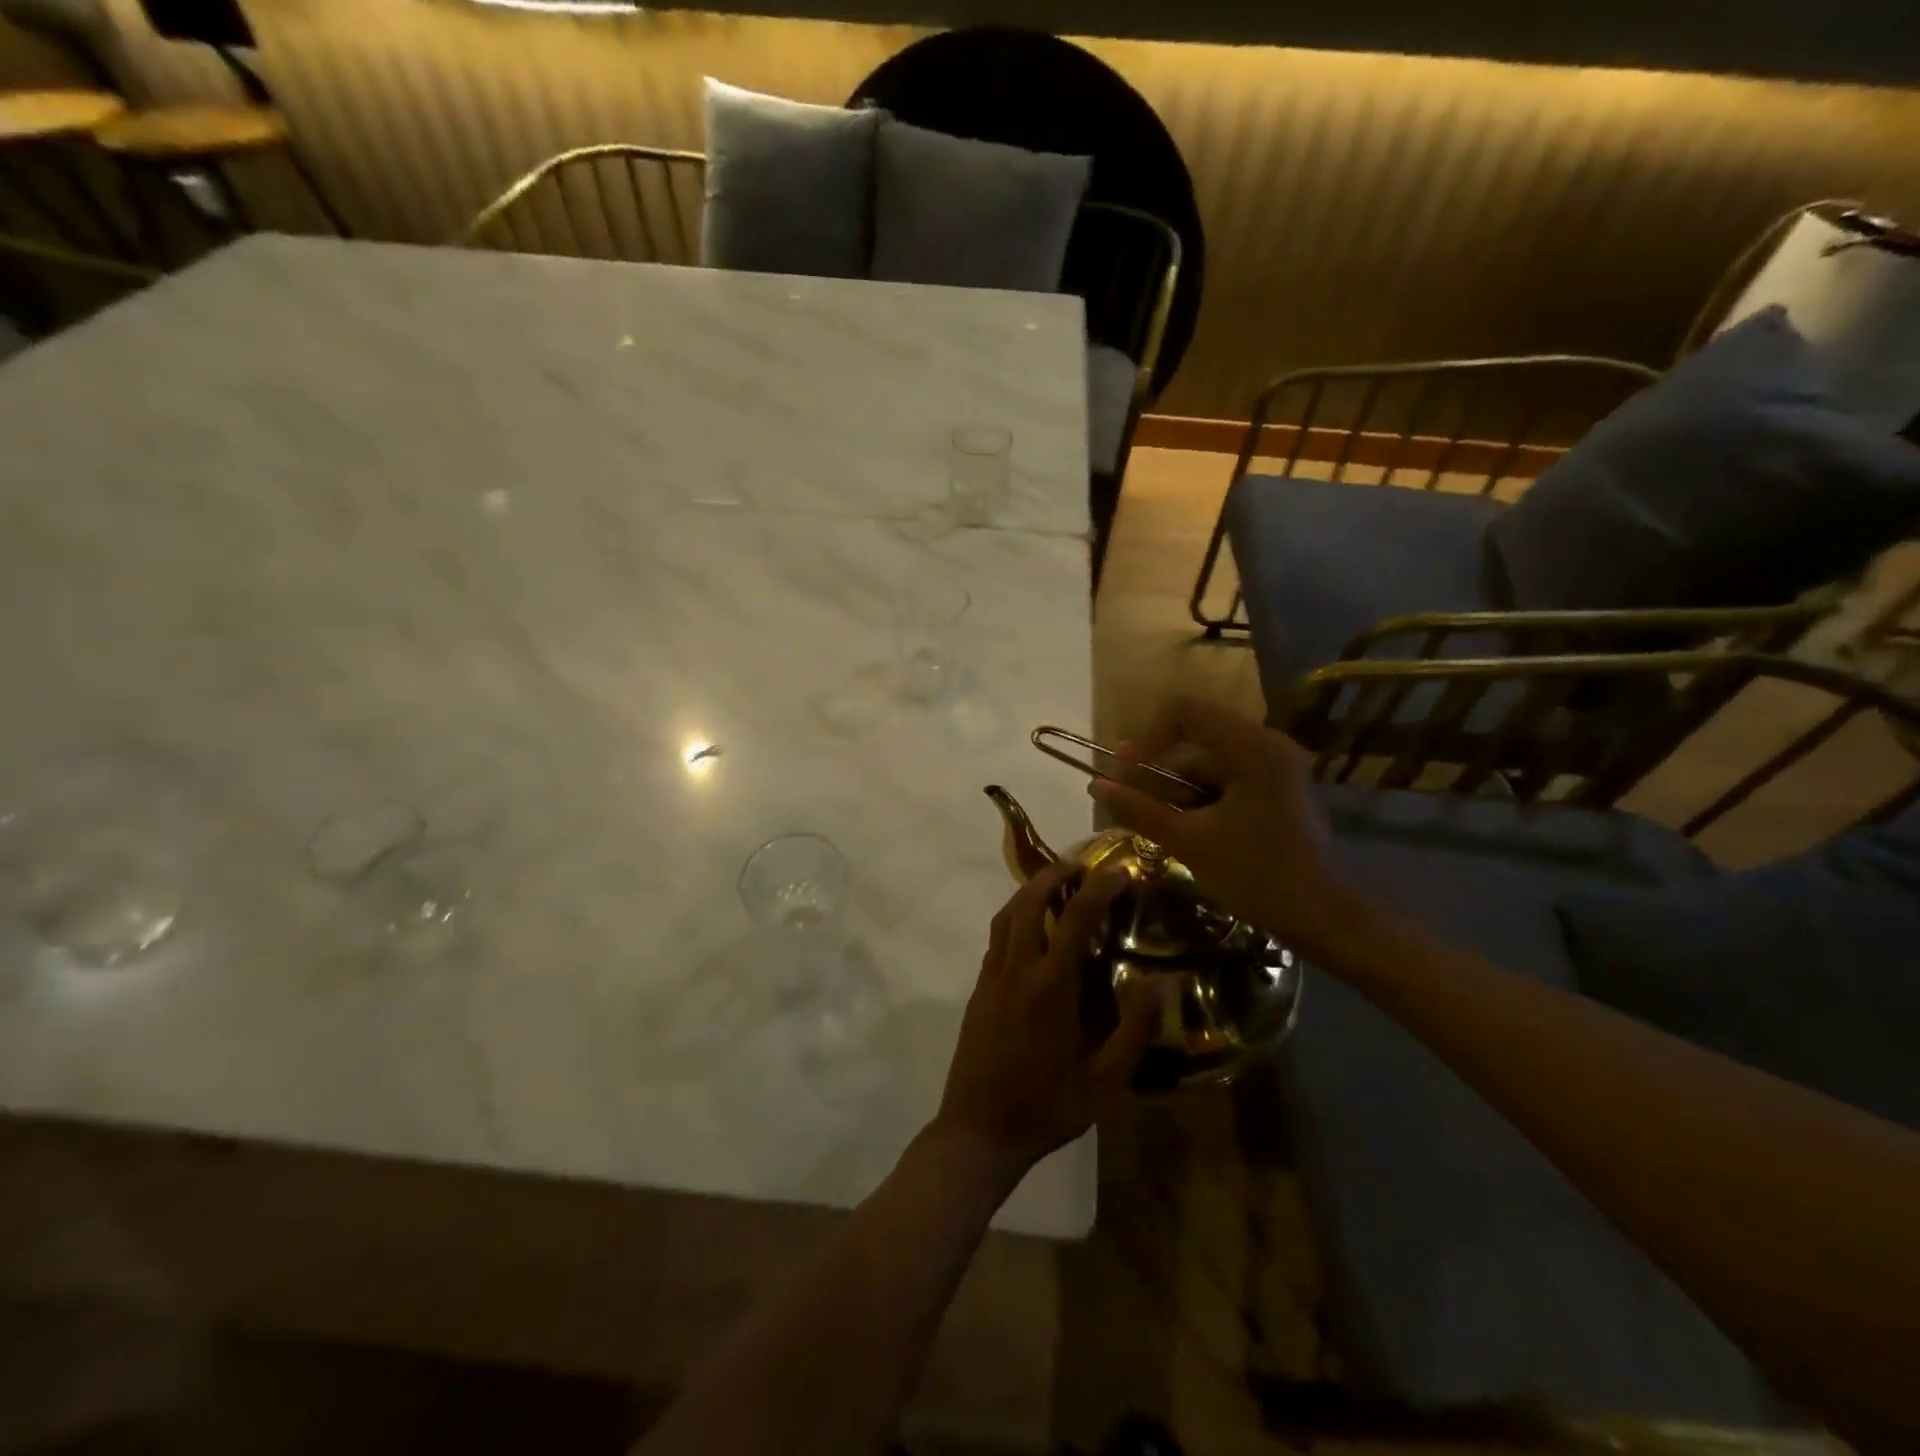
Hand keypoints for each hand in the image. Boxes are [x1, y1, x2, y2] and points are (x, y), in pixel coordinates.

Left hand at [932, 861, 1159, 1172]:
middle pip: (1029, 902)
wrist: (979, 1131)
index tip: (1118, 870)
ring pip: (1006, 916)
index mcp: (1051, 987)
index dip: (1098, 888)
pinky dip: (1015, 918)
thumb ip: (1136, 1030)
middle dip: (1053, 874)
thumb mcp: (1106, 1081)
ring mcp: (991, 978)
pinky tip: (1033, 930)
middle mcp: (1017, 970)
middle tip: (1079, 864)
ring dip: (1029, 891)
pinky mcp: (978, 991)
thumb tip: (1163, 983)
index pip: (1076, 918)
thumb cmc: (1048, 1108)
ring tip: (1055, 884)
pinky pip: (996, 939)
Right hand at [1090, 696, 1355, 956]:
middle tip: (1131, 802)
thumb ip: (1140, 809)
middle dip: (1158, 771)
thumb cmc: (1257, 875)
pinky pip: (1226, 779)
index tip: (1127, 772)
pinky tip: (1186, 831)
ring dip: (1177, 789)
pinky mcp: (1277, 787)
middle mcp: (1266, 745)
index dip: (1148, 736)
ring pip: (1208, 763)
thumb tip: (1096, 785)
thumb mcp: (1189, 842)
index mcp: (1251, 747)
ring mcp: (1275, 766)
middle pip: (1195, 739)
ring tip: (1156, 826)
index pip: (1184, 711)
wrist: (1324, 918)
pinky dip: (1200, 799)